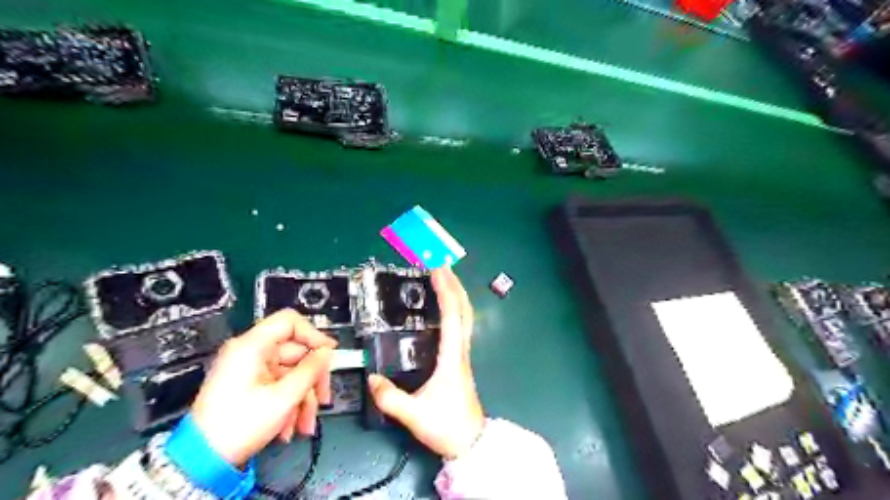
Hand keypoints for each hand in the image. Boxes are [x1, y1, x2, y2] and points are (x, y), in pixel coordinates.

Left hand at [191, 310, 336, 466]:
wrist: (203, 461)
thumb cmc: (236, 427)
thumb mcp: (284, 397)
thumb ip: (311, 369)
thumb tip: (326, 353)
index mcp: (251, 347)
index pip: (290, 322)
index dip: (314, 335)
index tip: (328, 353)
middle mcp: (249, 353)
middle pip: (295, 353)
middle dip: (311, 379)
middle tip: (322, 397)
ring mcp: (248, 370)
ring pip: (290, 373)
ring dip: (302, 397)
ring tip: (305, 422)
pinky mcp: (248, 385)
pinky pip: (279, 385)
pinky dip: (289, 402)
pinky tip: (291, 424)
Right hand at [366, 268, 484, 457]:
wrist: (470, 442)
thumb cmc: (446, 426)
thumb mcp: (414, 414)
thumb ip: (391, 398)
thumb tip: (372, 379)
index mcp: (451, 356)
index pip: (451, 315)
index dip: (445, 290)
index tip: (437, 269)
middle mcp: (460, 350)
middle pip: (463, 309)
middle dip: (454, 284)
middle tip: (441, 264)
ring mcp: (463, 354)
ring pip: (465, 316)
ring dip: (457, 293)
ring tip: (445, 278)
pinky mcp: (460, 359)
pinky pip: (460, 325)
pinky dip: (455, 308)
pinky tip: (446, 307)